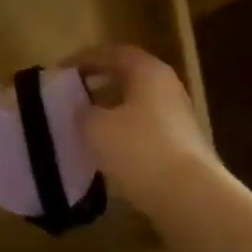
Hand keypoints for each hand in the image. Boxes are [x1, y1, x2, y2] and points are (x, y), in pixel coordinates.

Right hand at [75, 45, 218, 222]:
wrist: (191, 198)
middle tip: (72, 97)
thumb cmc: (140, 150)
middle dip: (98, 85)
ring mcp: (178, 117)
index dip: (84, 59)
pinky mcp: (182, 146)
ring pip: (137, 105)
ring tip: (85, 127)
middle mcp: (167, 86)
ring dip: (111, 112)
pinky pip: (145, 130)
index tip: (60, 72)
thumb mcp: (97, 128)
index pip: (112, 53)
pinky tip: (108, 153)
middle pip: (127, 77)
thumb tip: (83, 110)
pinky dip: (124, 135)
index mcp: (148, 70)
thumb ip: (83, 112)